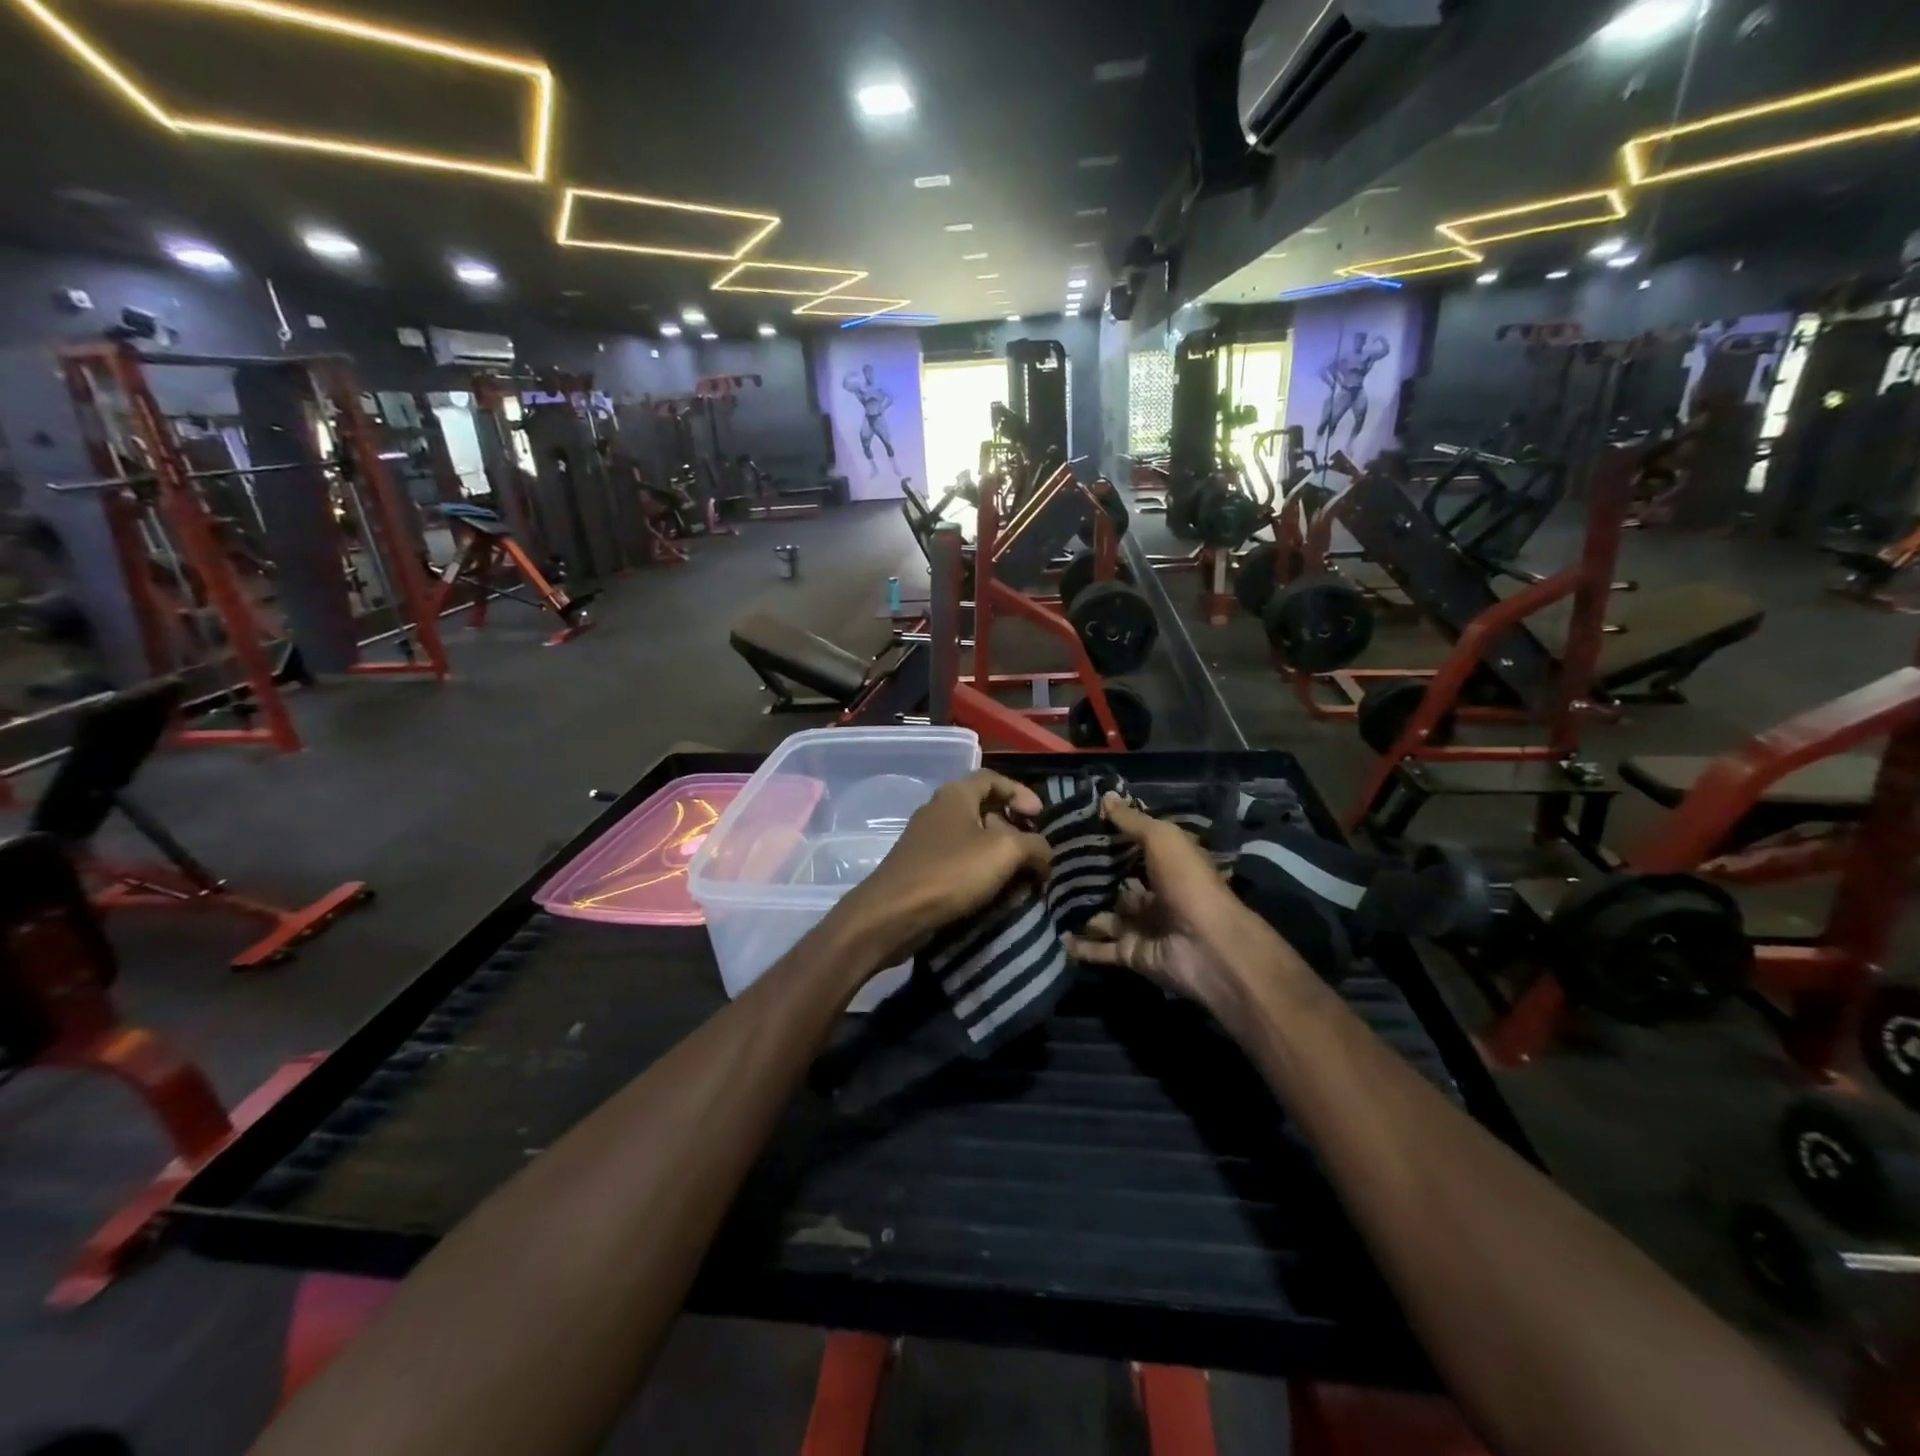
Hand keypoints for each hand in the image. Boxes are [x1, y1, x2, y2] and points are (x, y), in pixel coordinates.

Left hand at [837, 771, 1050, 964]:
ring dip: (1000, 857)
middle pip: (985, 809)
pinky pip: (960, 864)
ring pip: (974, 840)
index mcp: (956, 794)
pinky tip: (995, 895)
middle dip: (1014, 829)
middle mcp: (939, 810)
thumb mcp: (1005, 851)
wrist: (893, 914)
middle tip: (1034, 853)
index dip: (1021, 793)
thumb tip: (1044, 854)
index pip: (994, 779)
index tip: (1040, 817)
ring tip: (1021, 879)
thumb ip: (1034, 845)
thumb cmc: (951, 872)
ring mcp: (927, 841)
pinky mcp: (922, 869)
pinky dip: (981, 874)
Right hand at [1064, 794, 1251, 1015]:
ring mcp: (1144, 927)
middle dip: (1092, 877)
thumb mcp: (1161, 839)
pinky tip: (1058, 935)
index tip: (1078, 827)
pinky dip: (1082, 945)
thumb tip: (1105, 797)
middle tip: (1053, 863)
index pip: (1137, 850)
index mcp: (1170, 866)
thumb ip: (1132, 821)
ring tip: (1049, 897)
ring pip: (1107, 917)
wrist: (1206, 946)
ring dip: (1083, 910)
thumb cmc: (1187, 883)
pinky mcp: (1132, 954)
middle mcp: (1158, 895)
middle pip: (1119, 885)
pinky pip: (1102, 949)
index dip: (1112, 838)